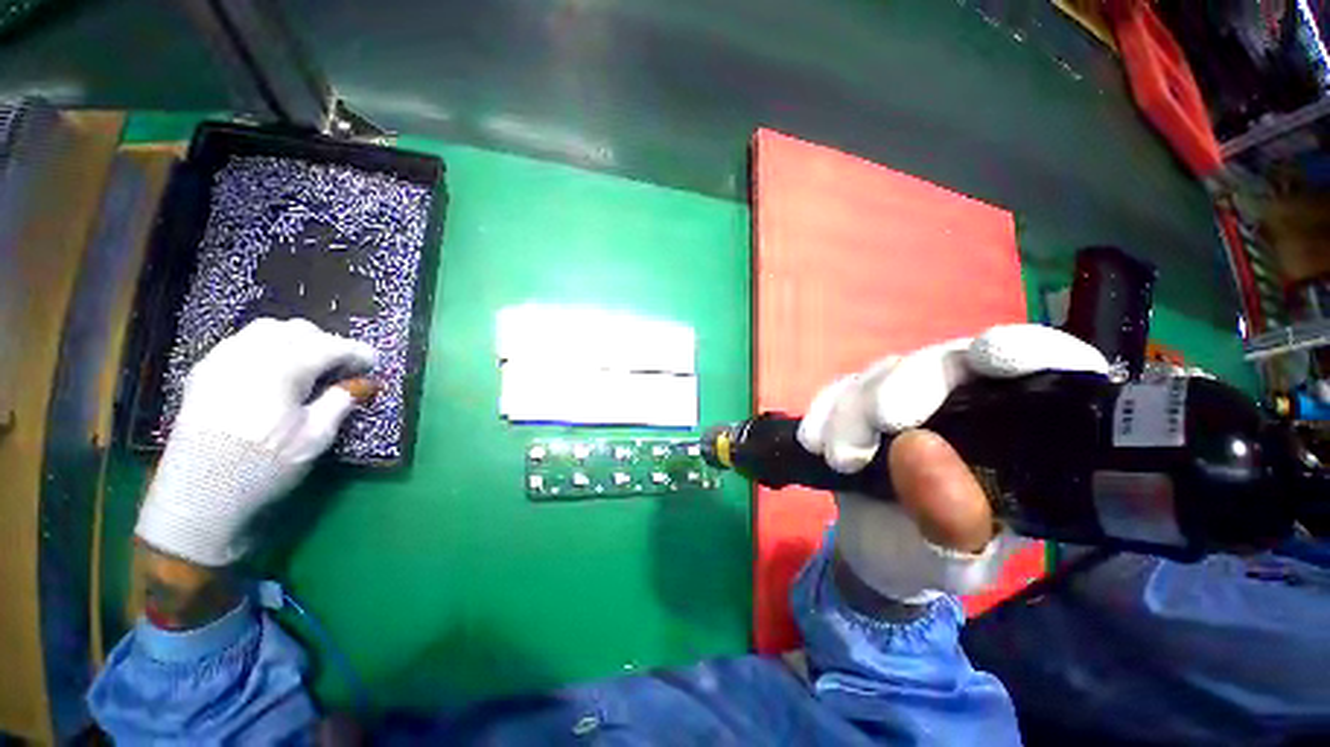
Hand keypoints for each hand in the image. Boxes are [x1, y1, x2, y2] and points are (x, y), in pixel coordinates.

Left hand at [136, 318, 377, 567]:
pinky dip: (266, 346)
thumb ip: (341, 402)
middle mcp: (250, 353)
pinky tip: (273, 369)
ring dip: (295, 340)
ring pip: (267, 329)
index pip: (330, 346)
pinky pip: (242, 342)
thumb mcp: (315, 437)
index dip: (357, 352)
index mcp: (282, 368)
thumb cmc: (264, 465)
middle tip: (343, 366)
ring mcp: (222, 359)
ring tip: (309, 363)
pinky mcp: (204, 371)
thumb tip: (363, 383)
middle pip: (298, 330)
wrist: (198, 493)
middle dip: (327, 343)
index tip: (374, 362)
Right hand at [798, 324, 1107, 603]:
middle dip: (905, 386)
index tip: (986, 356)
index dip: (1026, 349)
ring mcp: (907, 398)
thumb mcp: (952, 562)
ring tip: (839, 459)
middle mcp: (966, 404)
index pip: (1045, 370)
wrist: (873, 552)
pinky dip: (823, 409)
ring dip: (853, 408)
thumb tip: (915, 446)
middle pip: (943, 361)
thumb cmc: (928, 561)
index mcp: (1020, 439)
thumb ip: (948, 519)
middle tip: (880, 421)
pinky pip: (839, 388)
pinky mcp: (860, 403)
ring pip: (882, 372)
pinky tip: (814, 441)